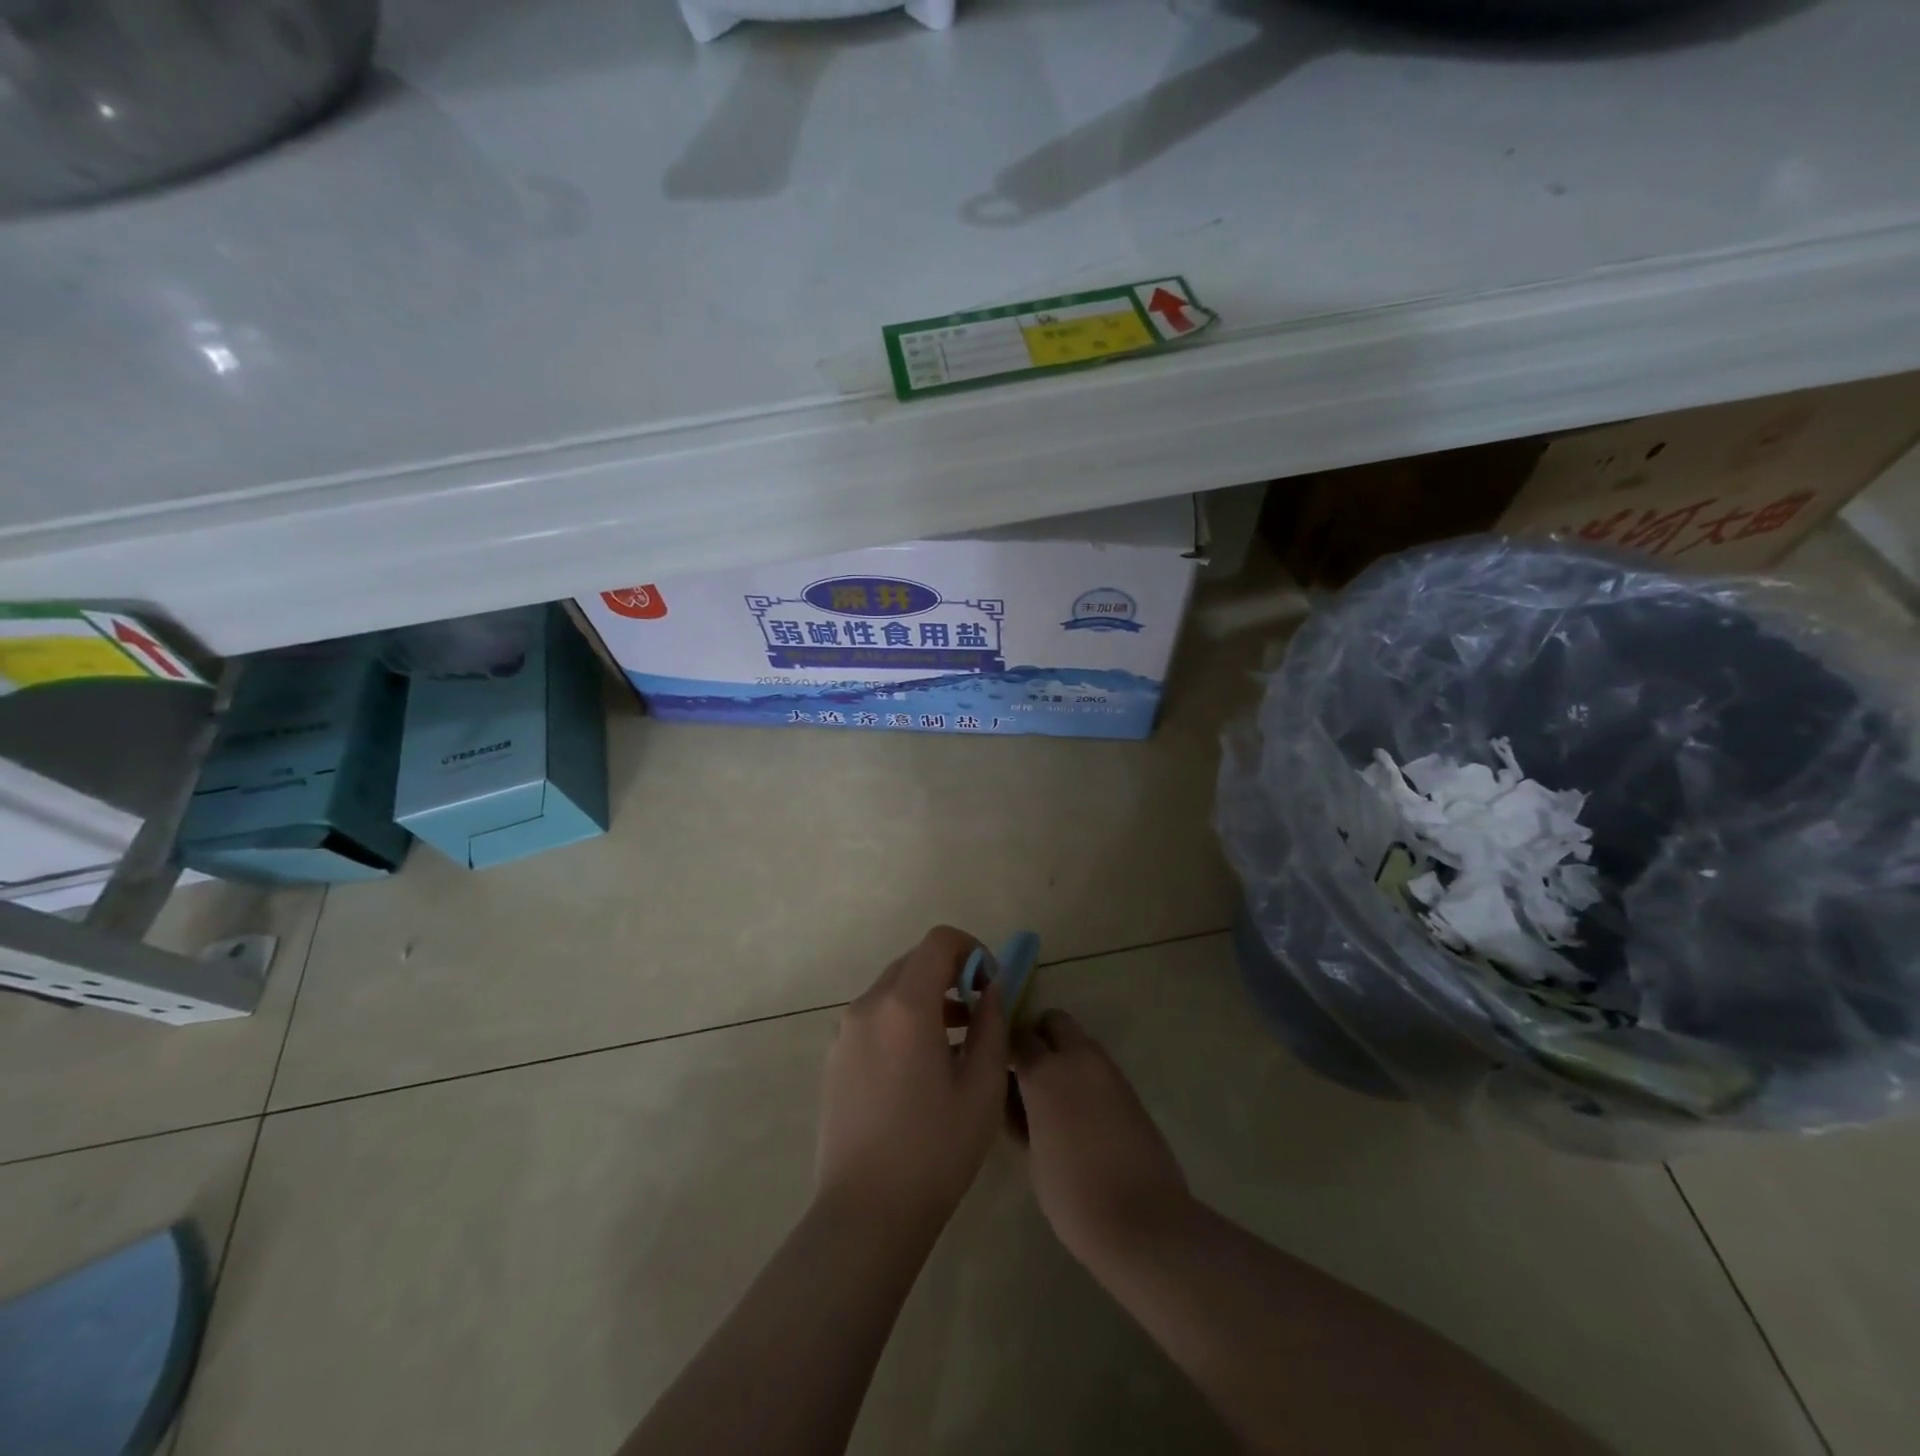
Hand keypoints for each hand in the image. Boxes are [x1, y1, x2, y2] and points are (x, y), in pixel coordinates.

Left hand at [816, 926, 1010, 1232]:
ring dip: (927, 997)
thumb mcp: (981, 1086)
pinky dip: (903, 1019)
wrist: (866, 1213)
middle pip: (914, 961)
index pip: (939, 941)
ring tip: (956, 1042)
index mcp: (905, 1004)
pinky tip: (921, 1067)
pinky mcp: (834, 1057)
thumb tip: (992, 989)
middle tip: (979, 1013)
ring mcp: (845, 1031)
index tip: (991, 985)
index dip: (973, 950)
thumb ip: (991, 1024)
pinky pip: (875, 1017)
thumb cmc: (934, 1149)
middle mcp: (868, 1005)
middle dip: (952, 974)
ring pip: (893, 989)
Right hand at [1013, 1009, 1193, 1267]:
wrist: (1143, 1220)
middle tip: (1031, 1073)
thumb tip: (1023, 1103)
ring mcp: (1109, 1071)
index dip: (1007, 1050)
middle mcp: (1077, 1059)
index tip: (1000, 1069)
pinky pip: (1100, 1068)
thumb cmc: (1073, 1195)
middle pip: (1055, 1022)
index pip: (1018, 1037)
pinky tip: (1084, 1115)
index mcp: (1044, 1073)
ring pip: (1081, 1043)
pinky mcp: (1131, 1089)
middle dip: (1041, 1036)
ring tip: (1058, 1099)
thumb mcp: (1032, 1156)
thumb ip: (1024, 1117)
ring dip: (1066, 1056)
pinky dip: (1087, 1078)